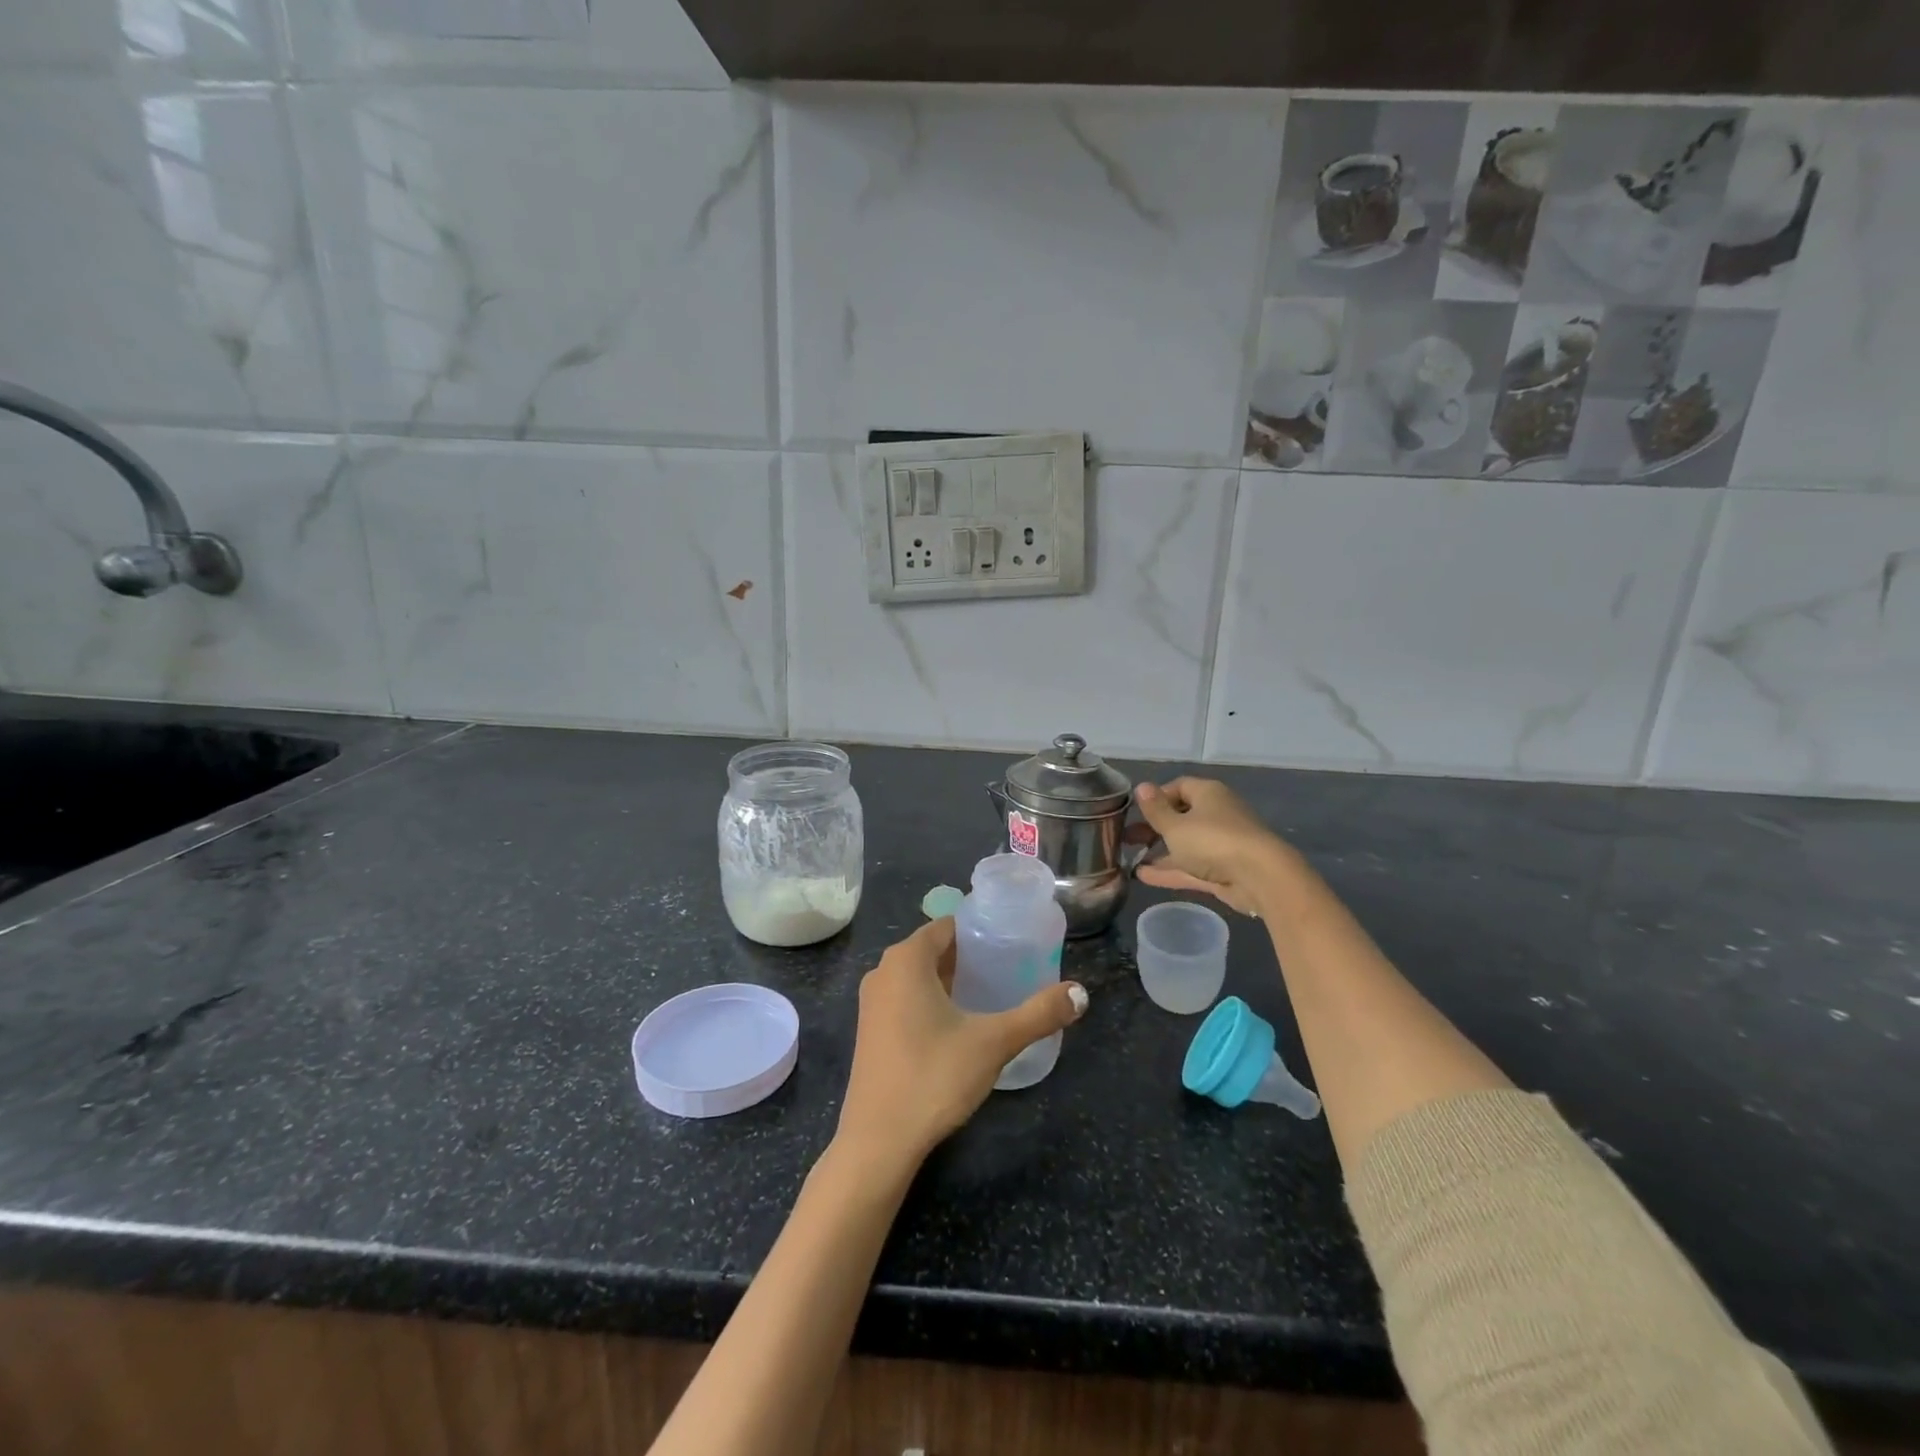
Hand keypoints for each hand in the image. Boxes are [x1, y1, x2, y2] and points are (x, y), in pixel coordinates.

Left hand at [835, 918, 1086, 1167]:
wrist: (878, 1142)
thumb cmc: (933, 1077)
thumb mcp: (994, 1042)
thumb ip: (1038, 1014)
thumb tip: (1082, 993)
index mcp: (906, 959)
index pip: (948, 926)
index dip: (980, 930)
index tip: (1012, 941)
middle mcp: (883, 971)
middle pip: (933, 949)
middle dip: (970, 956)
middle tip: (1010, 967)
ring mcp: (872, 1003)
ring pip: (919, 976)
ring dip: (951, 980)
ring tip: (991, 993)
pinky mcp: (871, 1031)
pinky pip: (906, 998)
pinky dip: (932, 1000)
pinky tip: (960, 1025)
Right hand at [1133, 777, 1295, 917]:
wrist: (1260, 878)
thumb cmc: (1213, 841)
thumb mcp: (1175, 825)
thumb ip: (1155, 809)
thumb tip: (1141, 787)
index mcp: (1208, 794)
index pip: (1178, 787)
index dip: (1156, 798)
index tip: (1136, 812)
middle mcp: (1217, 814)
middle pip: (1181, 816)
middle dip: (1153, 827)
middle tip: (1128, 838)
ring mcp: (1222, 843)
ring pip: (1186, 844)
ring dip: (1159, 851)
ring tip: (1130, 858)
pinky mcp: (1224, 869)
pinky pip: (1192, 866)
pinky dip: (1170, 870)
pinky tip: (1143, 876)